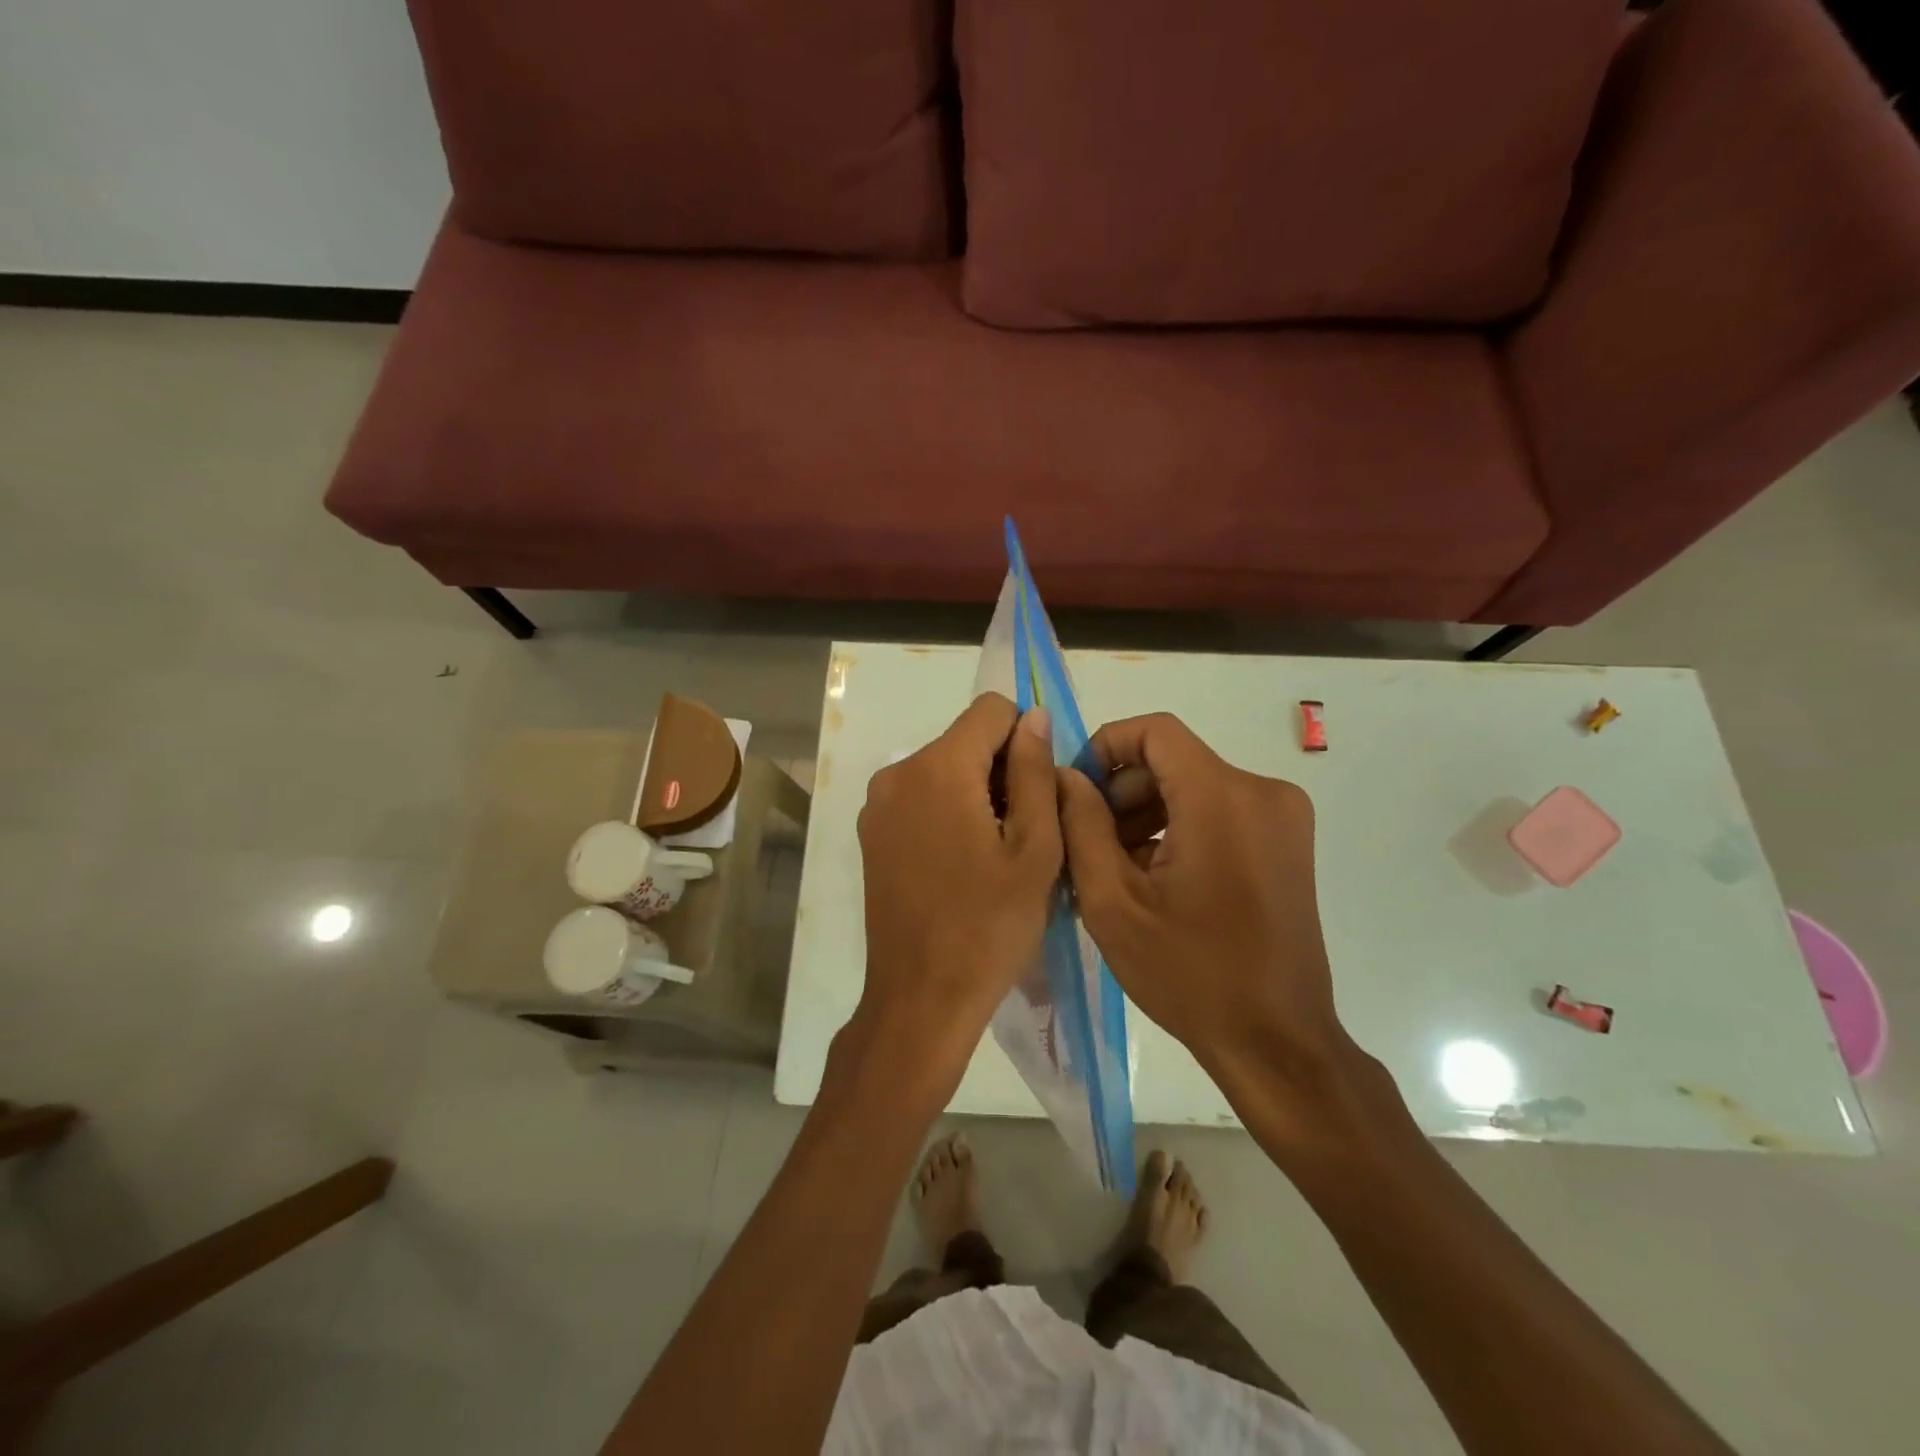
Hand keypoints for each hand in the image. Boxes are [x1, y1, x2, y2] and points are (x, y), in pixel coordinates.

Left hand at [852, 693, 1061, 1093]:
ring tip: (997, 854)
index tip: (1039, 790)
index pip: (991, 711)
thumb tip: (1033, 717)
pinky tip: (964, 863)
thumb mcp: (1035, 848)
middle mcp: (898, 773)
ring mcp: (877, 805)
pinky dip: (949, 812)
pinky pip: (921, 798)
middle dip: (1002, 770)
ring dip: (977, 793)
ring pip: (944, 769)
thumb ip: (1035, 772)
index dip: (1025, 738)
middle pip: (965, 740)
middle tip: (1026, 832)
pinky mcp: (871, 834)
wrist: (921, 998)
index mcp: (938, 769)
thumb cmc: (990, 925)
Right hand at [1057, 713, 1353, 1096]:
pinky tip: (1153, 876)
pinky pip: (1219, 809)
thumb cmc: (1189, 974)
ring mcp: (1282, 817)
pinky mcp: (1287, 841)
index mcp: (1222, 798)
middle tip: (1086, 841)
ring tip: (1114, 866)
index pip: (1155, 731)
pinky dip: (1180, 827)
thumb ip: (1081, 825)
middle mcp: (1262, 791)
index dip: (1105, 746)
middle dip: (1122, 790)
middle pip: (1173, 760)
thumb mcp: (1112, 902)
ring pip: (1194, 785)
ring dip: (1147, 812)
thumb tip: (1066, 776)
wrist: (1276, 1040)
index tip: (1076, 791)